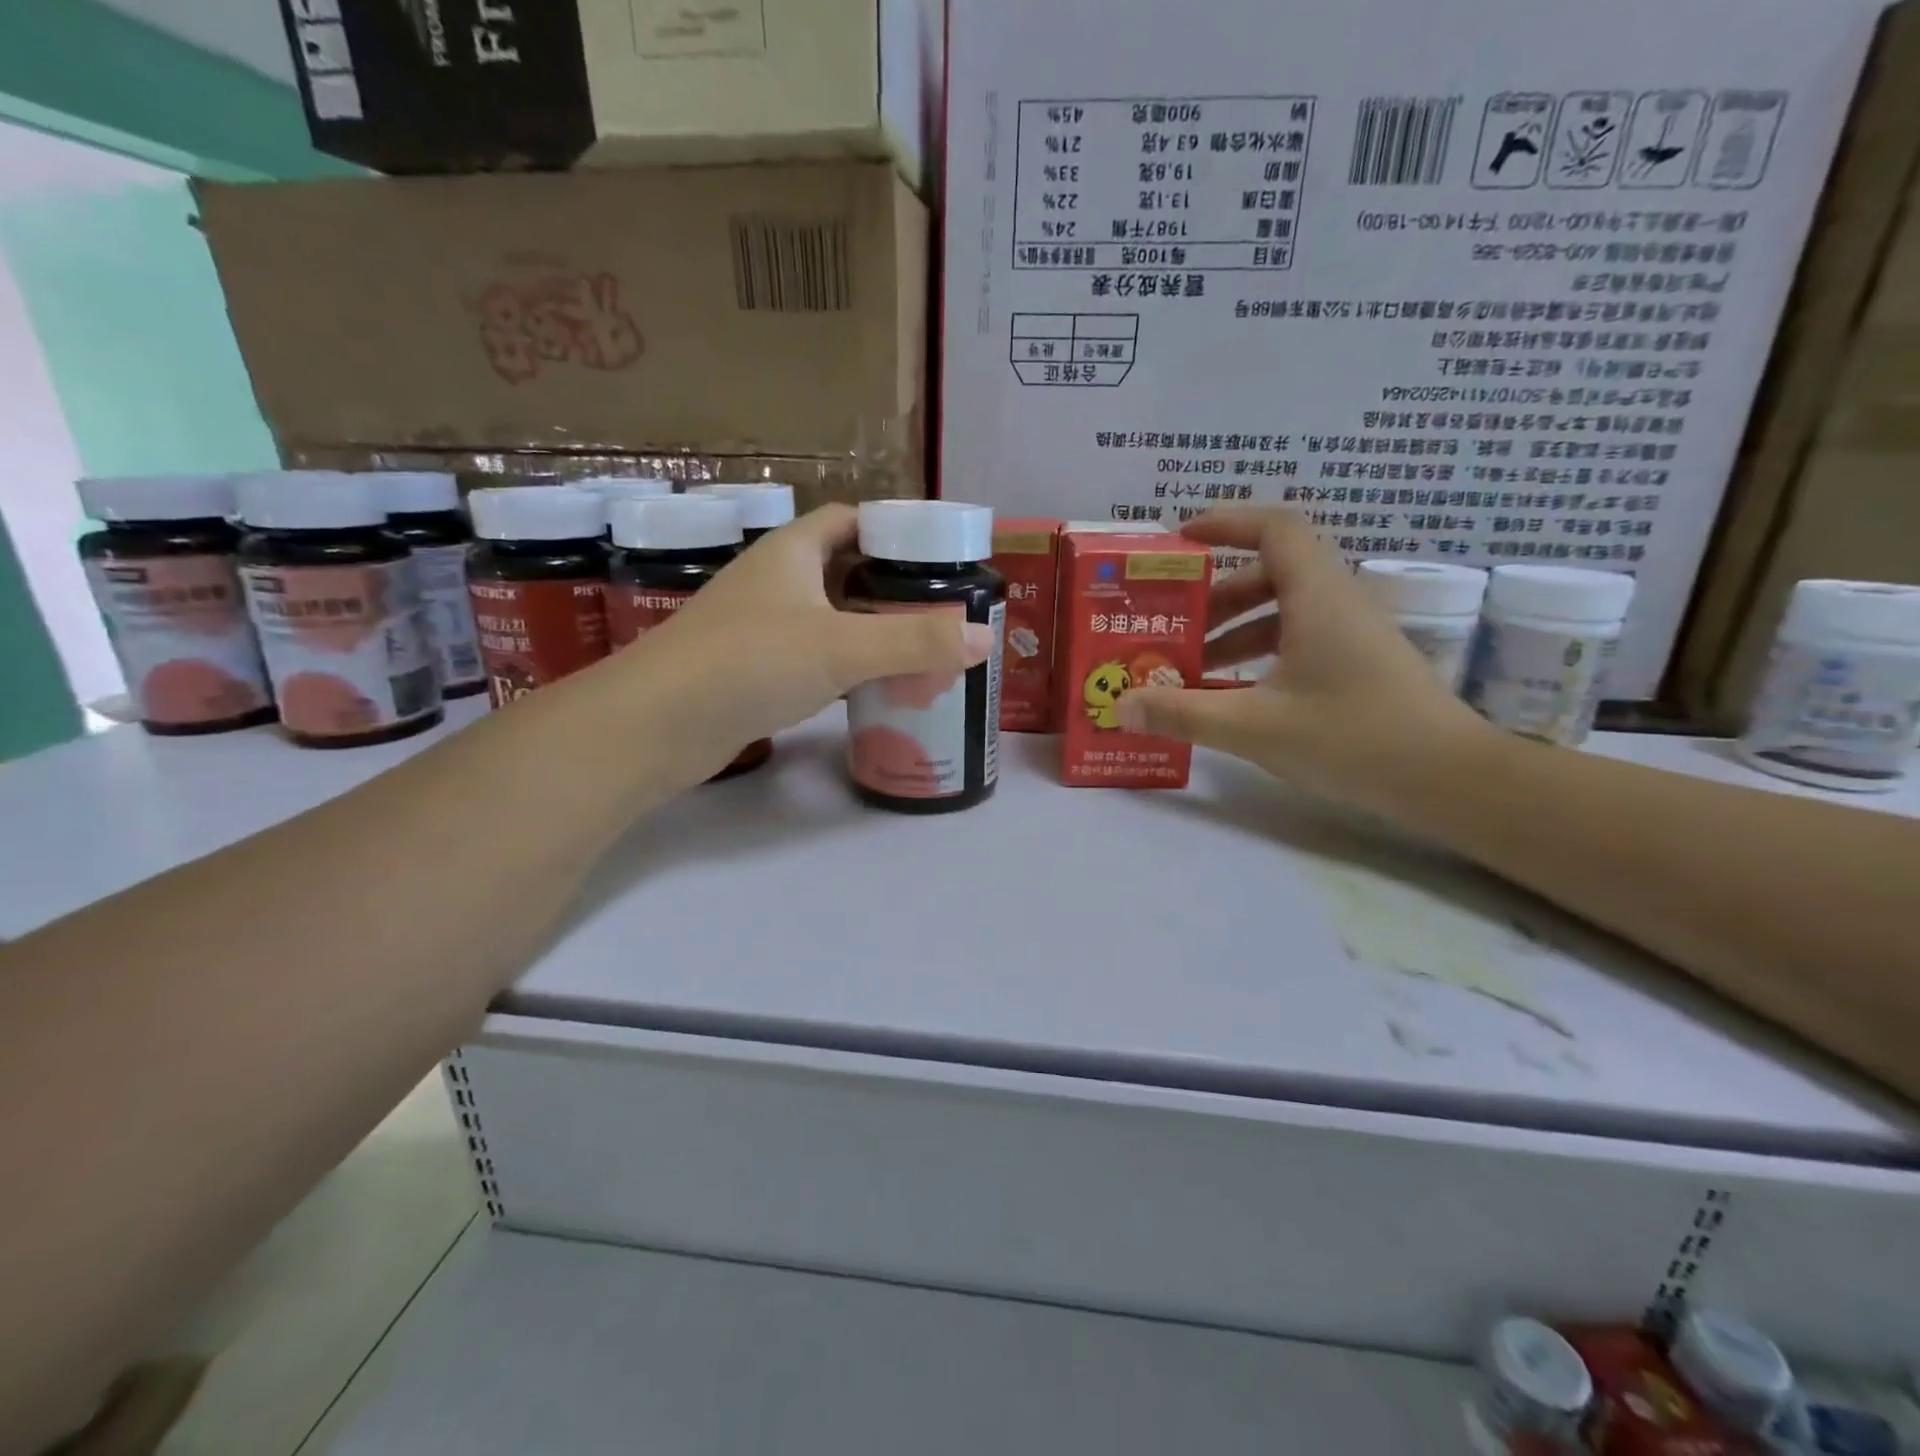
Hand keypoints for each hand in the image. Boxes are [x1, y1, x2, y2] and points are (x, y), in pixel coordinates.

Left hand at [606, 504, 994, 781]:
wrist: (656, 724)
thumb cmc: (749, 662)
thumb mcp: (842, 647)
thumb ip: (916, 642)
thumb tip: (986, 638)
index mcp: (791, 552)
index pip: (850, 520)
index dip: (893, 530)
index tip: (937, 556)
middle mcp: (773, 581)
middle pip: (843, 570)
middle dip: (890, 587)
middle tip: (939, 610)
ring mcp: (758, 626)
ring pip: (827, 617)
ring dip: (867, 629)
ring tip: (918, 649)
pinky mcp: (750, 670)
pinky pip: (810, 656)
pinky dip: (843, 665)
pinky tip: (870, 687)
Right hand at [1114, 509, 1497, 814]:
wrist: (1450, 780)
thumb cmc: (1352, 738)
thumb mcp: (1254, 727)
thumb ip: (1183, 713)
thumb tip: (1121, 705)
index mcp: (1317, 596)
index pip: (1274, 528)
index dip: (1226, 522)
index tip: (1180, 540)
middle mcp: (1336, 603)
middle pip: (1270, 572)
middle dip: (1215, 594)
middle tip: (1172, 623)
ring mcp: (1352, 635)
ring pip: (1283, 611)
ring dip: (1234, 630)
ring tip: (1189, 666)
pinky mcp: (1358, 665)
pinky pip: (1298, 641)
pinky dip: (1259, 656)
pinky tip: (1230, 694)